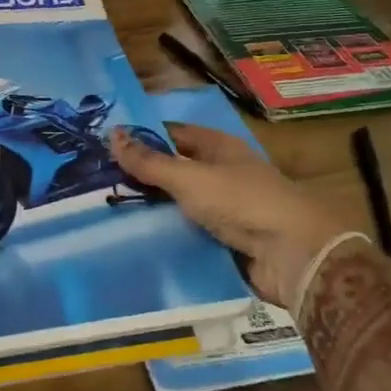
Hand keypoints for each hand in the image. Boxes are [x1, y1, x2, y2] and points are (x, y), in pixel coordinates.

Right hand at [111, 122, 348, 304]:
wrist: (294, 256)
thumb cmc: (242, 202)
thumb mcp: (190, 178)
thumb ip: (150, 161)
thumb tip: (112, 134)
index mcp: (218, 147)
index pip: (172, 134)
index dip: (142, 137)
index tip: (104, 145)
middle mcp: (221, 173)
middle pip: (174, 170)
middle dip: (141, 176)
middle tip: (96, 183)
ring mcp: (225, 208)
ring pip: (179, 204)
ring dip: (151, 209)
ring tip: (106, 213)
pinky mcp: (225, 240)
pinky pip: (188, 232)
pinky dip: (167, 235)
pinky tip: (135, 241)